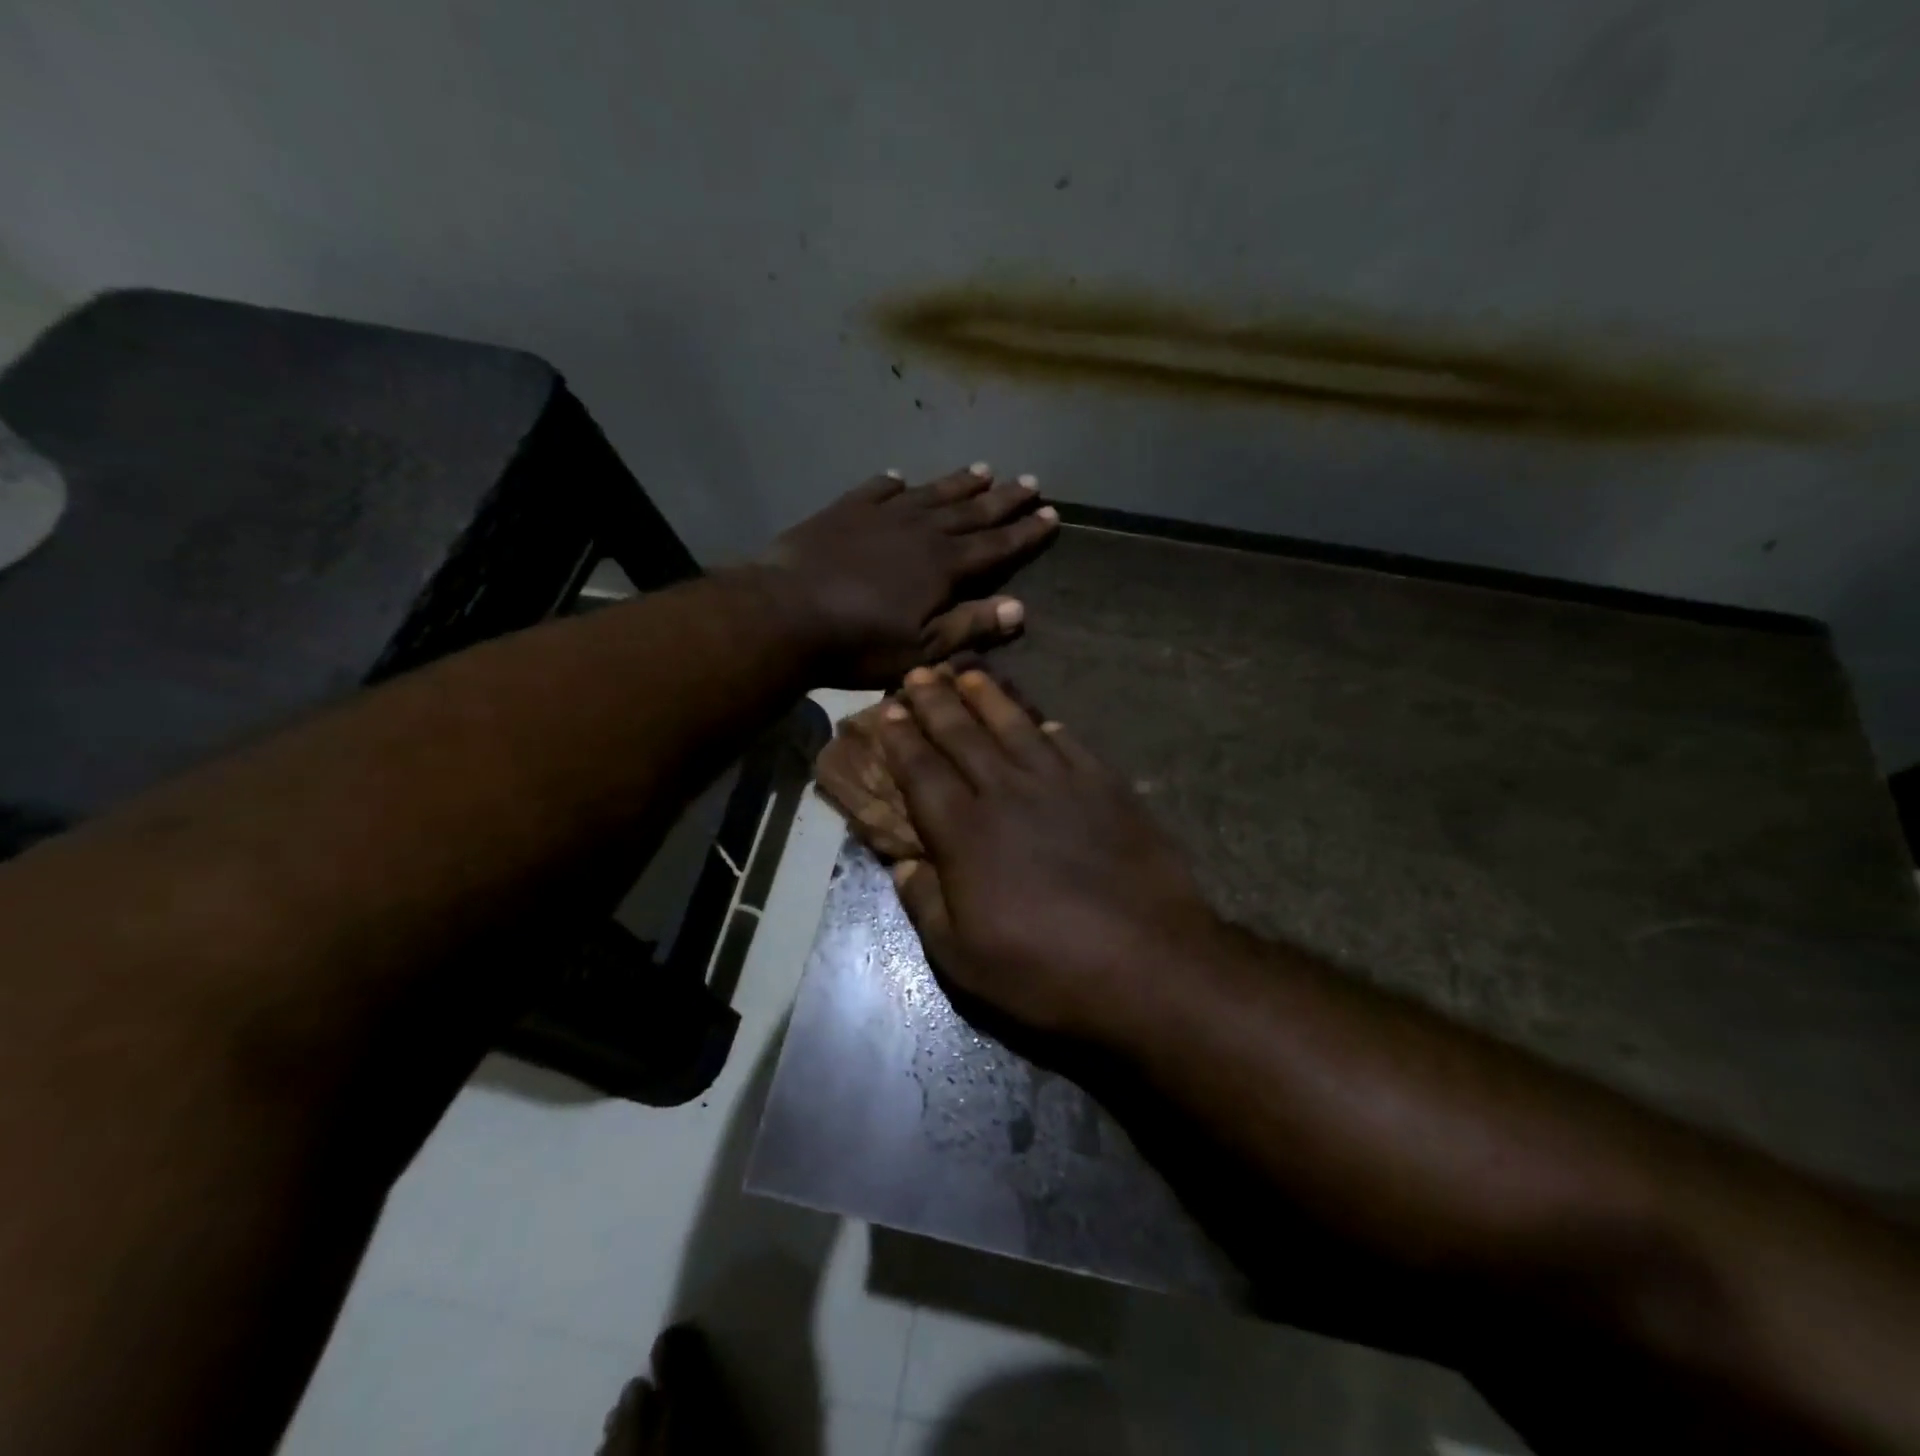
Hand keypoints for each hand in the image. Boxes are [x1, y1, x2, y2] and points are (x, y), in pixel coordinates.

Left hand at [764, 464, 1058, 685]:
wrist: (786, 614)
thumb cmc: (859, 643)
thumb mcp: (922, 649)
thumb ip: (970, 627)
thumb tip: (1019, 609)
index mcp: (943, 566)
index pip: (996, 546)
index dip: (1026, 532)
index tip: (1051, 514)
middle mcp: (920, 531)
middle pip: (971, 512)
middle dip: (1004, 499)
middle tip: (1030, 480)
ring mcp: (881, 516)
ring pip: (931, 494)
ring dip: (959, 483)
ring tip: (984, 469)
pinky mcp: (844, 511)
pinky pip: (876, 489)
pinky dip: (893, 483)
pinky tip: (901, 477)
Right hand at [871, 665, 1223, 1039]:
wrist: (1148, 962)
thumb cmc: (1045, 969)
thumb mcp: (963, 958)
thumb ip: (925, 904)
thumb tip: (902, 864)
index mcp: (965, 833)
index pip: (922, 772)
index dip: (902, 739)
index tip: (888, 710)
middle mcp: (1008, 793)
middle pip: (964, 736)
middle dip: (936, 702)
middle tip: (918, 673)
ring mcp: (1062, 785)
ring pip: (1015, 727)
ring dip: (988, 697)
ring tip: (969, 672)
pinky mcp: (1107, 789)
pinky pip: (1070, 745)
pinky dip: (1048, 728)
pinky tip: (1041, 720)